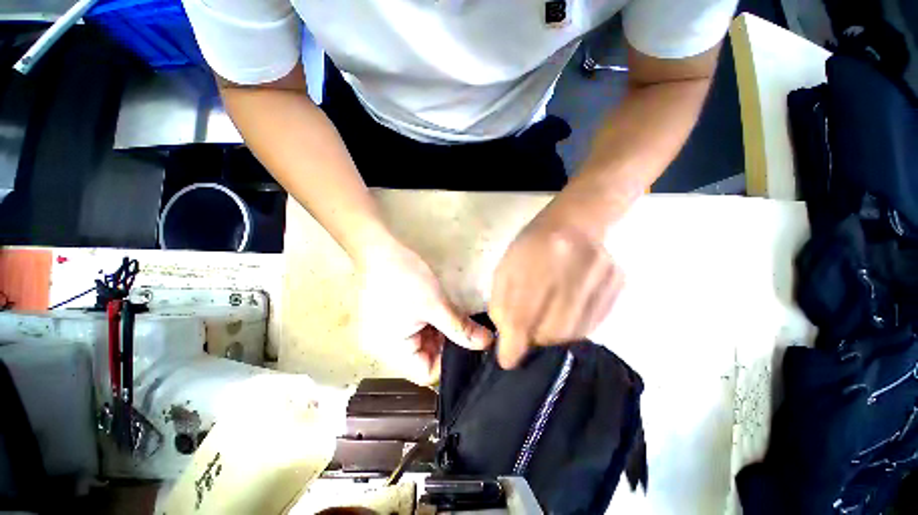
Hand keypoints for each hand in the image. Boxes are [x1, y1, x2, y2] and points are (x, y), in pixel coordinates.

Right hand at [356, 243, 492, 384]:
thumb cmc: (405, 278)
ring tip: (459, 322)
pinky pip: (416, 332)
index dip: (449, 363)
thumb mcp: (436, 304)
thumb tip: (487, 343)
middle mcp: (387, 349)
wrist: (380, 250)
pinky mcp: (393, 321)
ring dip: (441, 335)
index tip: (471, 348)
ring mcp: (388, 334)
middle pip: (425, 359)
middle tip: (470, 334)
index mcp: (392, 351)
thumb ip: (461, 328)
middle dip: (448, 346)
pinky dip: (432, 326)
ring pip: (423, 344)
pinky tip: (444, 314)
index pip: (426, 373)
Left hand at [489, 204, 623, 368]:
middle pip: (552, 330)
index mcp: (535, 258)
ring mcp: (599, 275)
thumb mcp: (506, 269)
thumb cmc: (530, 246)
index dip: (514, 344)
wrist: (573, 222)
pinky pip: (594, 323)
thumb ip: (503, 304)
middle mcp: (570, 267)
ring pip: (574, 331)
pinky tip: (565, 317)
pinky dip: (575, 329)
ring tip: (545, 326)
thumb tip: (508, 340)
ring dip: (555, 338)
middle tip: (528, 338)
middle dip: (536, 341)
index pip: (522, 314)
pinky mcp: (617, 282)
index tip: (508, 361)